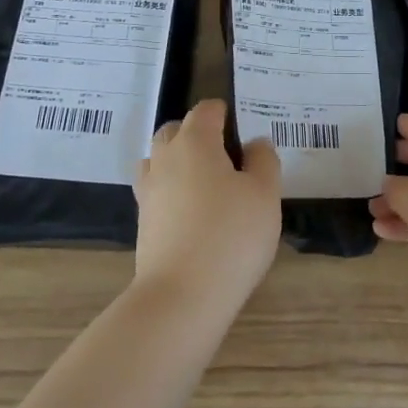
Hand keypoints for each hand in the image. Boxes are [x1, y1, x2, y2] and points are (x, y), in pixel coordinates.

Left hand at [133, 99, 282, 317]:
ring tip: (208, 185)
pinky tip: (193, 214)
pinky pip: (157, 191)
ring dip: (180, 163)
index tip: (243, 129)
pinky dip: (172, 192)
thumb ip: (264, 161)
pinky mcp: (142, 222)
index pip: (205, 111)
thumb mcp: (265, 195)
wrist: (181, 296)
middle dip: (198, 134)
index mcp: (194, 142)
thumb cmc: (231, 236)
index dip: (224, 113)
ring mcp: (148, 191)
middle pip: (175, 131)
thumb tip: (254, 144)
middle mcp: (164, 158)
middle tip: (227, 157)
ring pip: (160, 160)